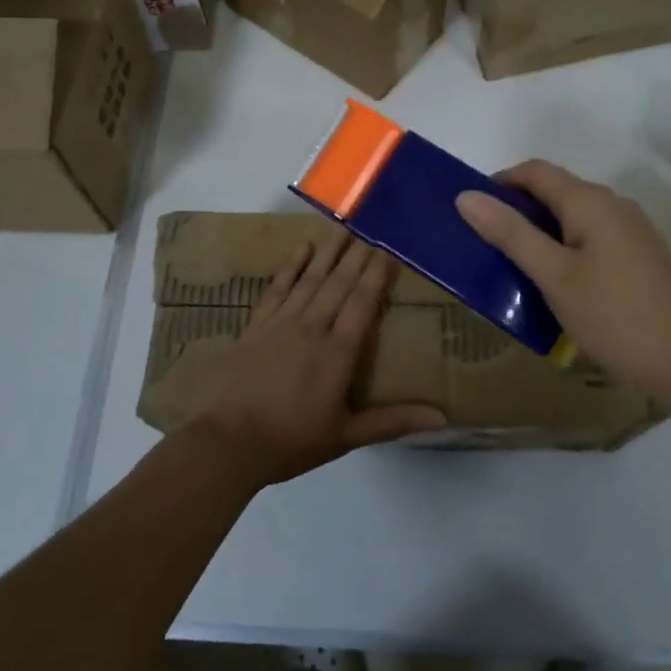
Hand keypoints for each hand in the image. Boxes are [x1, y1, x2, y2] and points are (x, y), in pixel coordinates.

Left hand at [185, 233, 445, 490]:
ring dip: (328, 253)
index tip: (388, 250)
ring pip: (311, 279)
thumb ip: (392, 422)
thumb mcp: (346, 436)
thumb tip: (441, 418)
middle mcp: (313, 327)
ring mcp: (282, 322)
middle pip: (339, 284)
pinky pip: (278, 288)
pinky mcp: (257, 325)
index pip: (362, 303)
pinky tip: (301, 248)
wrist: (229, 441)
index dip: (376, 275)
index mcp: (338, 352)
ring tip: (342, 228)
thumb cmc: (291, 441)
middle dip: (357, 257)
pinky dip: (291, 266)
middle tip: (371, 230)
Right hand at [456, 160, 670, 405]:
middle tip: (486, 247)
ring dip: (539, 234)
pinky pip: (589, 239)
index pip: (534, 171)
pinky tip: (555, 286)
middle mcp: (612, 204)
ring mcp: (630, 231)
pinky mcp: (639, 257)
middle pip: (554, 192)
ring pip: (572, 218)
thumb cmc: (616, 316)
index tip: (471, 213)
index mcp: (589, 201)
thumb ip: (510, 233)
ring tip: (514, 268)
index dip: (499, 183)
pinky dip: (563, 250)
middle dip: (517, 211)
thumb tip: (466, 195)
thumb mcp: (554, 276)